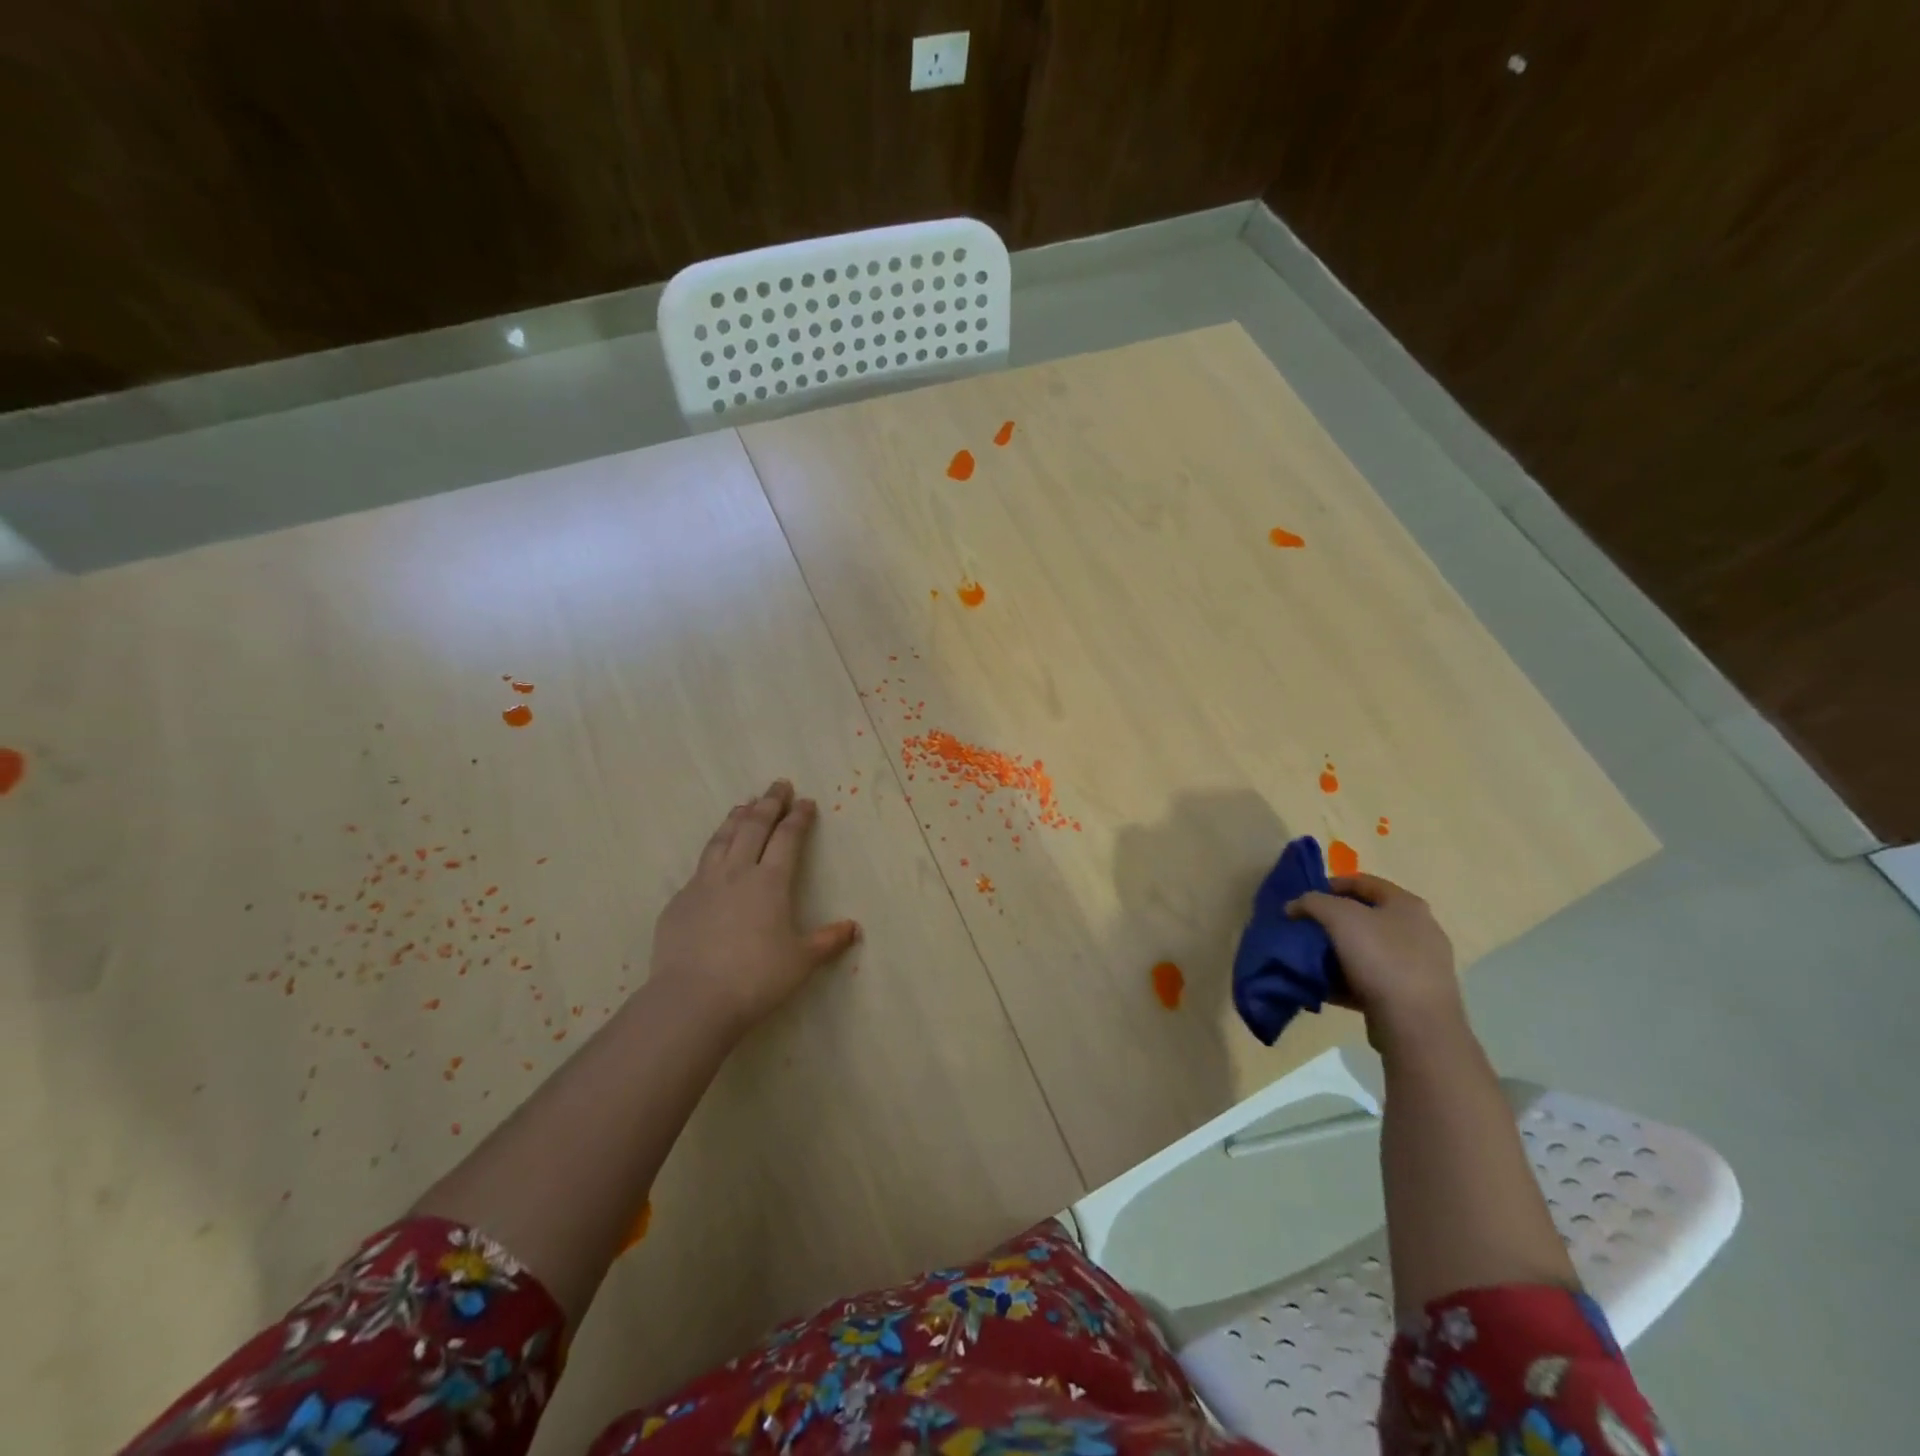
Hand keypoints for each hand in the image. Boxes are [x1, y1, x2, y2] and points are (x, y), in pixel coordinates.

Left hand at [650, 780, 858, 1034]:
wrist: (692, 999)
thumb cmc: (756, 978)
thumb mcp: (801, 962)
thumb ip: (827, 941)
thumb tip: (853, 928)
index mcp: (770, 882)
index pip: (787, 838)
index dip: (798, 818)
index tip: (806, 802)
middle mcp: (737, 873)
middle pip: (754, 827)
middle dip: (769, 803)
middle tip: (778, 785)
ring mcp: (703, 884)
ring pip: (722, 839)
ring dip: (736, 818)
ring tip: (744, 805)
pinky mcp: (679, 902)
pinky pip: (700, 866)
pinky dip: (712, 850)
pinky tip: (714, 856)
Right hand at [1285, 872, 1464, 1054]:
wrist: (1416, 1024)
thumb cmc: (1381, 958)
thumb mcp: (1338, 917)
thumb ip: (1312, 902)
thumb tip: (1294, 906)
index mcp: (1407, 905)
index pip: (1363, 882)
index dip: (1330, 885)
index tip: (1304, 899)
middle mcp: (1419, 930)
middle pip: (1365, 917)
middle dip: (1332, 921)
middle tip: (1305, 929)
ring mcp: (1418, 965)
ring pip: (1367, 950)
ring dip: (1337, 952)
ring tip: (1311, 959)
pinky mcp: (1411, 996)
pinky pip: (1371, 979)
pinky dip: (1346, 980)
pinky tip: (1325, 987)